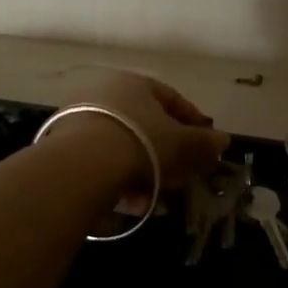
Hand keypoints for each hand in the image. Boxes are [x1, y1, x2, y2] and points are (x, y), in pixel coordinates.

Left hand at [55, 69, 230, 201]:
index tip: (205, 146)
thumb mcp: (180, 143)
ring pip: (124, 149)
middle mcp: (104, 93)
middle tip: (183, 179)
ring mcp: (81, 119)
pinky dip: (119, 181)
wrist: (81, 165)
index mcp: (133, 82)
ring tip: (158, 202)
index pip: (170, 98)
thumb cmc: (139, 142)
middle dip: (168, 156)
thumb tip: (223, 140)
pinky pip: (102, 163)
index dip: (192, 123)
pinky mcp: (64, 147)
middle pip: (146, 127)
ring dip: (145, 175)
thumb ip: (203, 142)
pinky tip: (130, 205)